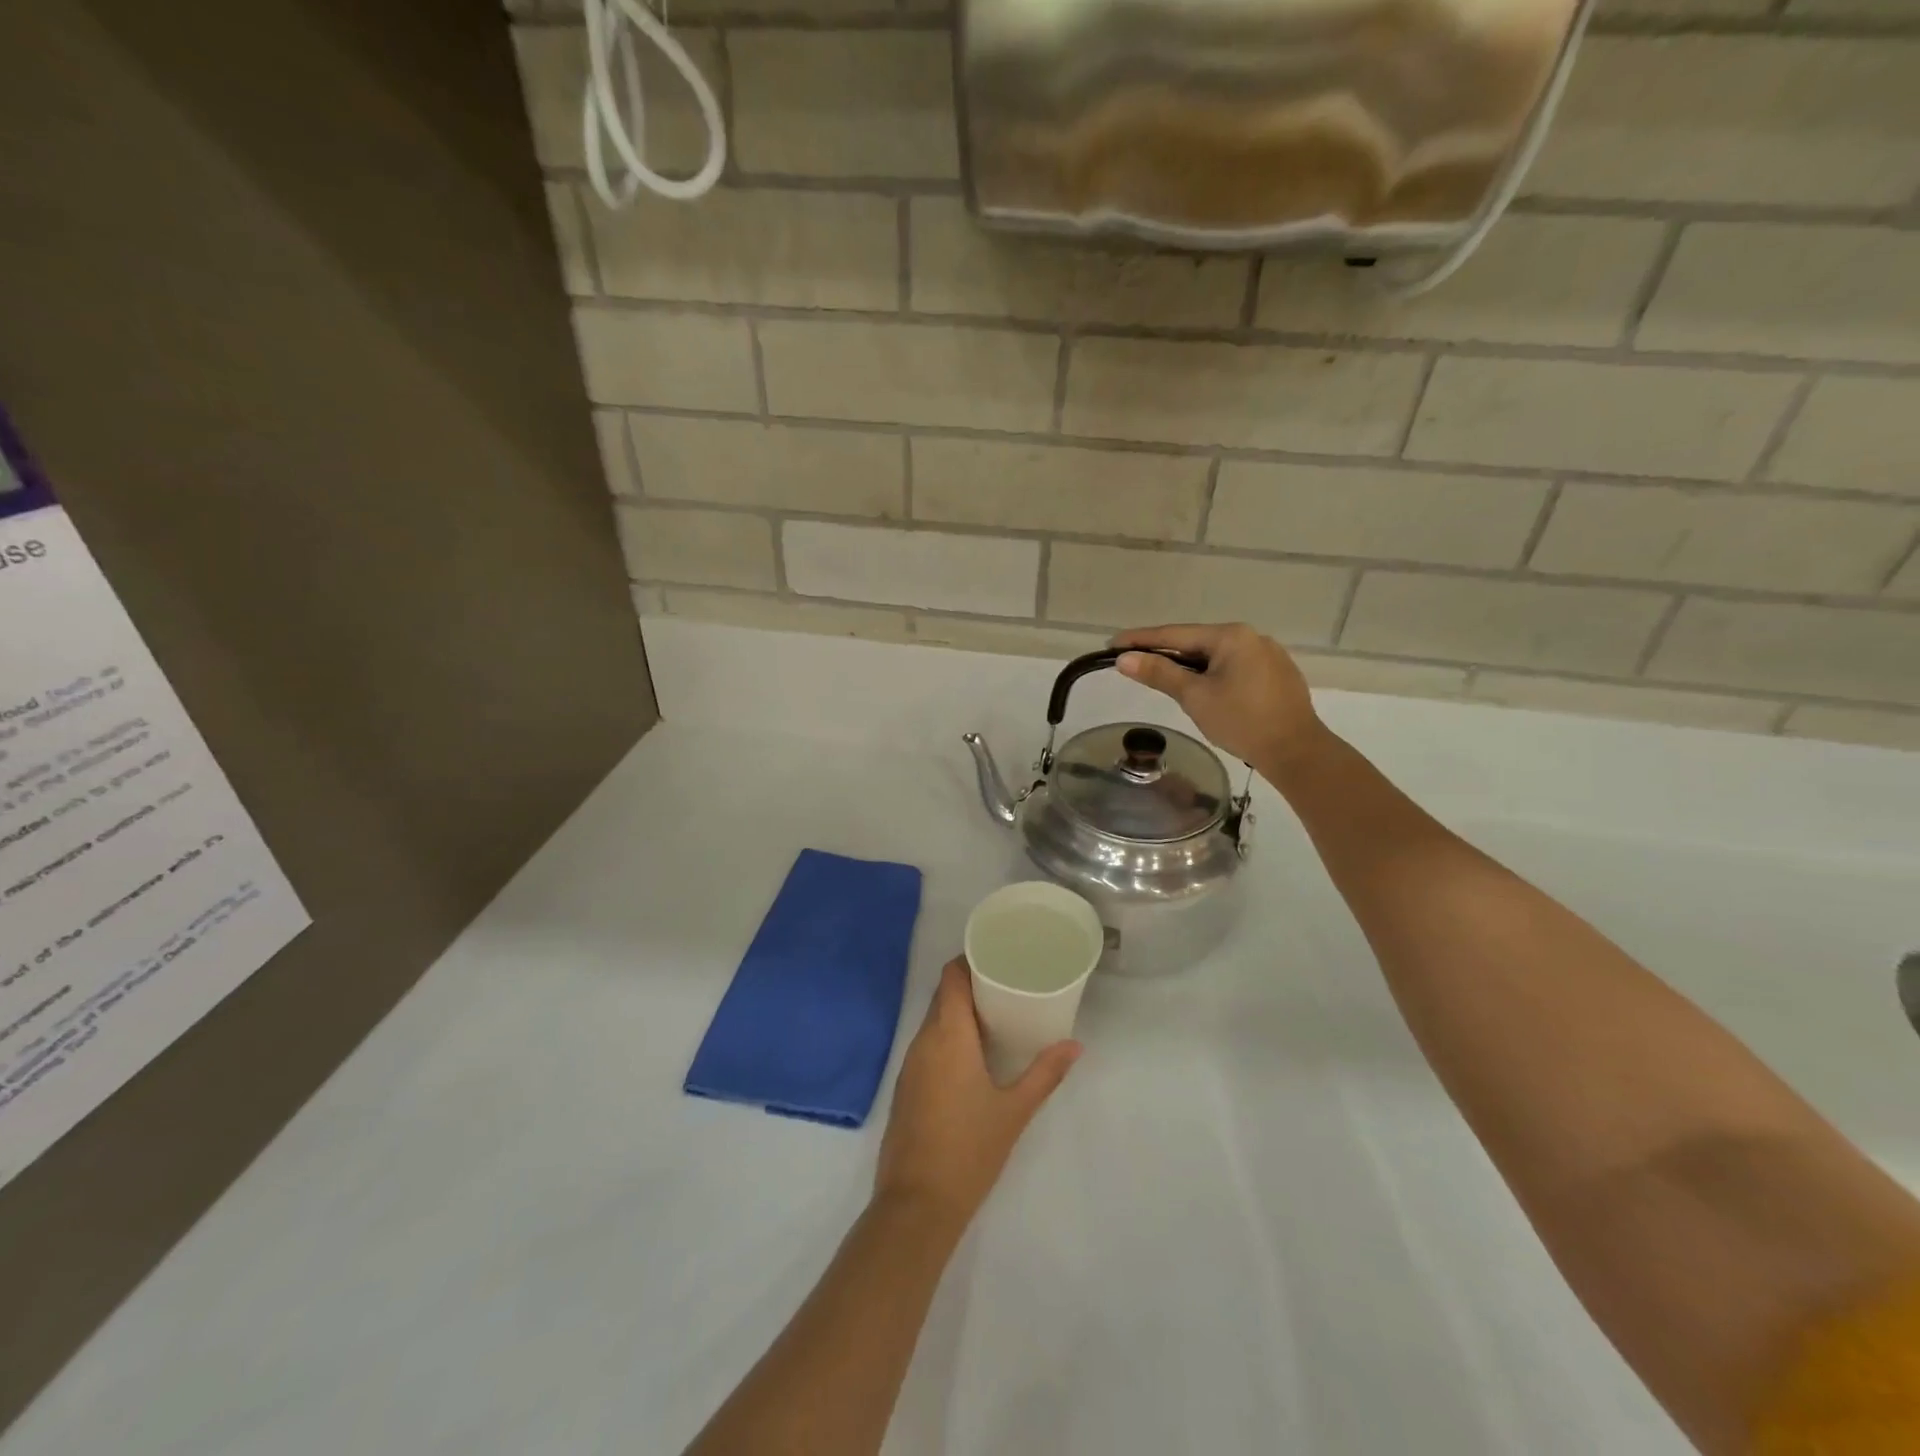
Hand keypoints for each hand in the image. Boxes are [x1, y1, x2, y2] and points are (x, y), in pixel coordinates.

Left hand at [875, 958, 1079, 1231]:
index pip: (951, 977)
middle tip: (1007, 984)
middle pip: (943, 996)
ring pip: (934, 1021)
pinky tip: (972, 1054)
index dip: (969, 960)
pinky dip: (948, 1037)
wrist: (916, 1204)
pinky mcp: (906, 1087)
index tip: (997, 956)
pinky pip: (927, 1045)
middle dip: (971, 985)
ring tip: (996, 1015)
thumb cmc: (970, 1150)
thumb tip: (1075, 1045)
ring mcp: (910, 1065)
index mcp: (948, 1035)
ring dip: (959, 1012)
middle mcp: (923, 1041)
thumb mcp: (1015, 1111)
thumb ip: (1045, 1073)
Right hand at [1112, 622, 1324, 776]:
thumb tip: (1123, 659)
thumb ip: (1159, 674)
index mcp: (1230, 636)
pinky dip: (1212, 674)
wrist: (1296, 751)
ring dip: (1189, 665)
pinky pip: (1234, 667)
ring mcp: (1268, 654)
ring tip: (1164, 678)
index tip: (1112, 644)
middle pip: (1196, 642)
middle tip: (1134, 663)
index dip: (1140, 640)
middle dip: (1165, 653)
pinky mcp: (1277, 674)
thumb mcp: (1195, 697)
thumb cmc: (1242, 721)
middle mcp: (1251, 636)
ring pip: (1216, 656)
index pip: (1174, 634)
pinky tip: (1204, 690)